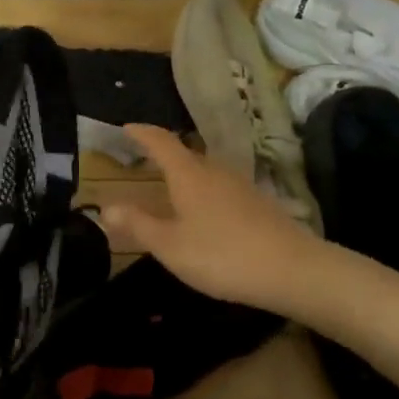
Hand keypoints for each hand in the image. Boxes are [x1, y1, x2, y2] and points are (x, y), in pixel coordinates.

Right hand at [101, 124, 320, 314]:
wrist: (293, 270)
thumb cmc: (222, 255)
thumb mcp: (170, 245)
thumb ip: (138, 225)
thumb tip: (105, 207)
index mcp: (189, 175)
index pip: (162, 142)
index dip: (142, 133)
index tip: (127, 128)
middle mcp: (215, 172)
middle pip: (186, 154)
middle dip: (163, 154)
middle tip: (143, 158)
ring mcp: (241, 186)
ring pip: (206, 171)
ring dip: (185, 173)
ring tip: (170, 186)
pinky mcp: (258, 204)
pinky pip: (221, 188)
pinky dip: (204, 191)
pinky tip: (205, 212)